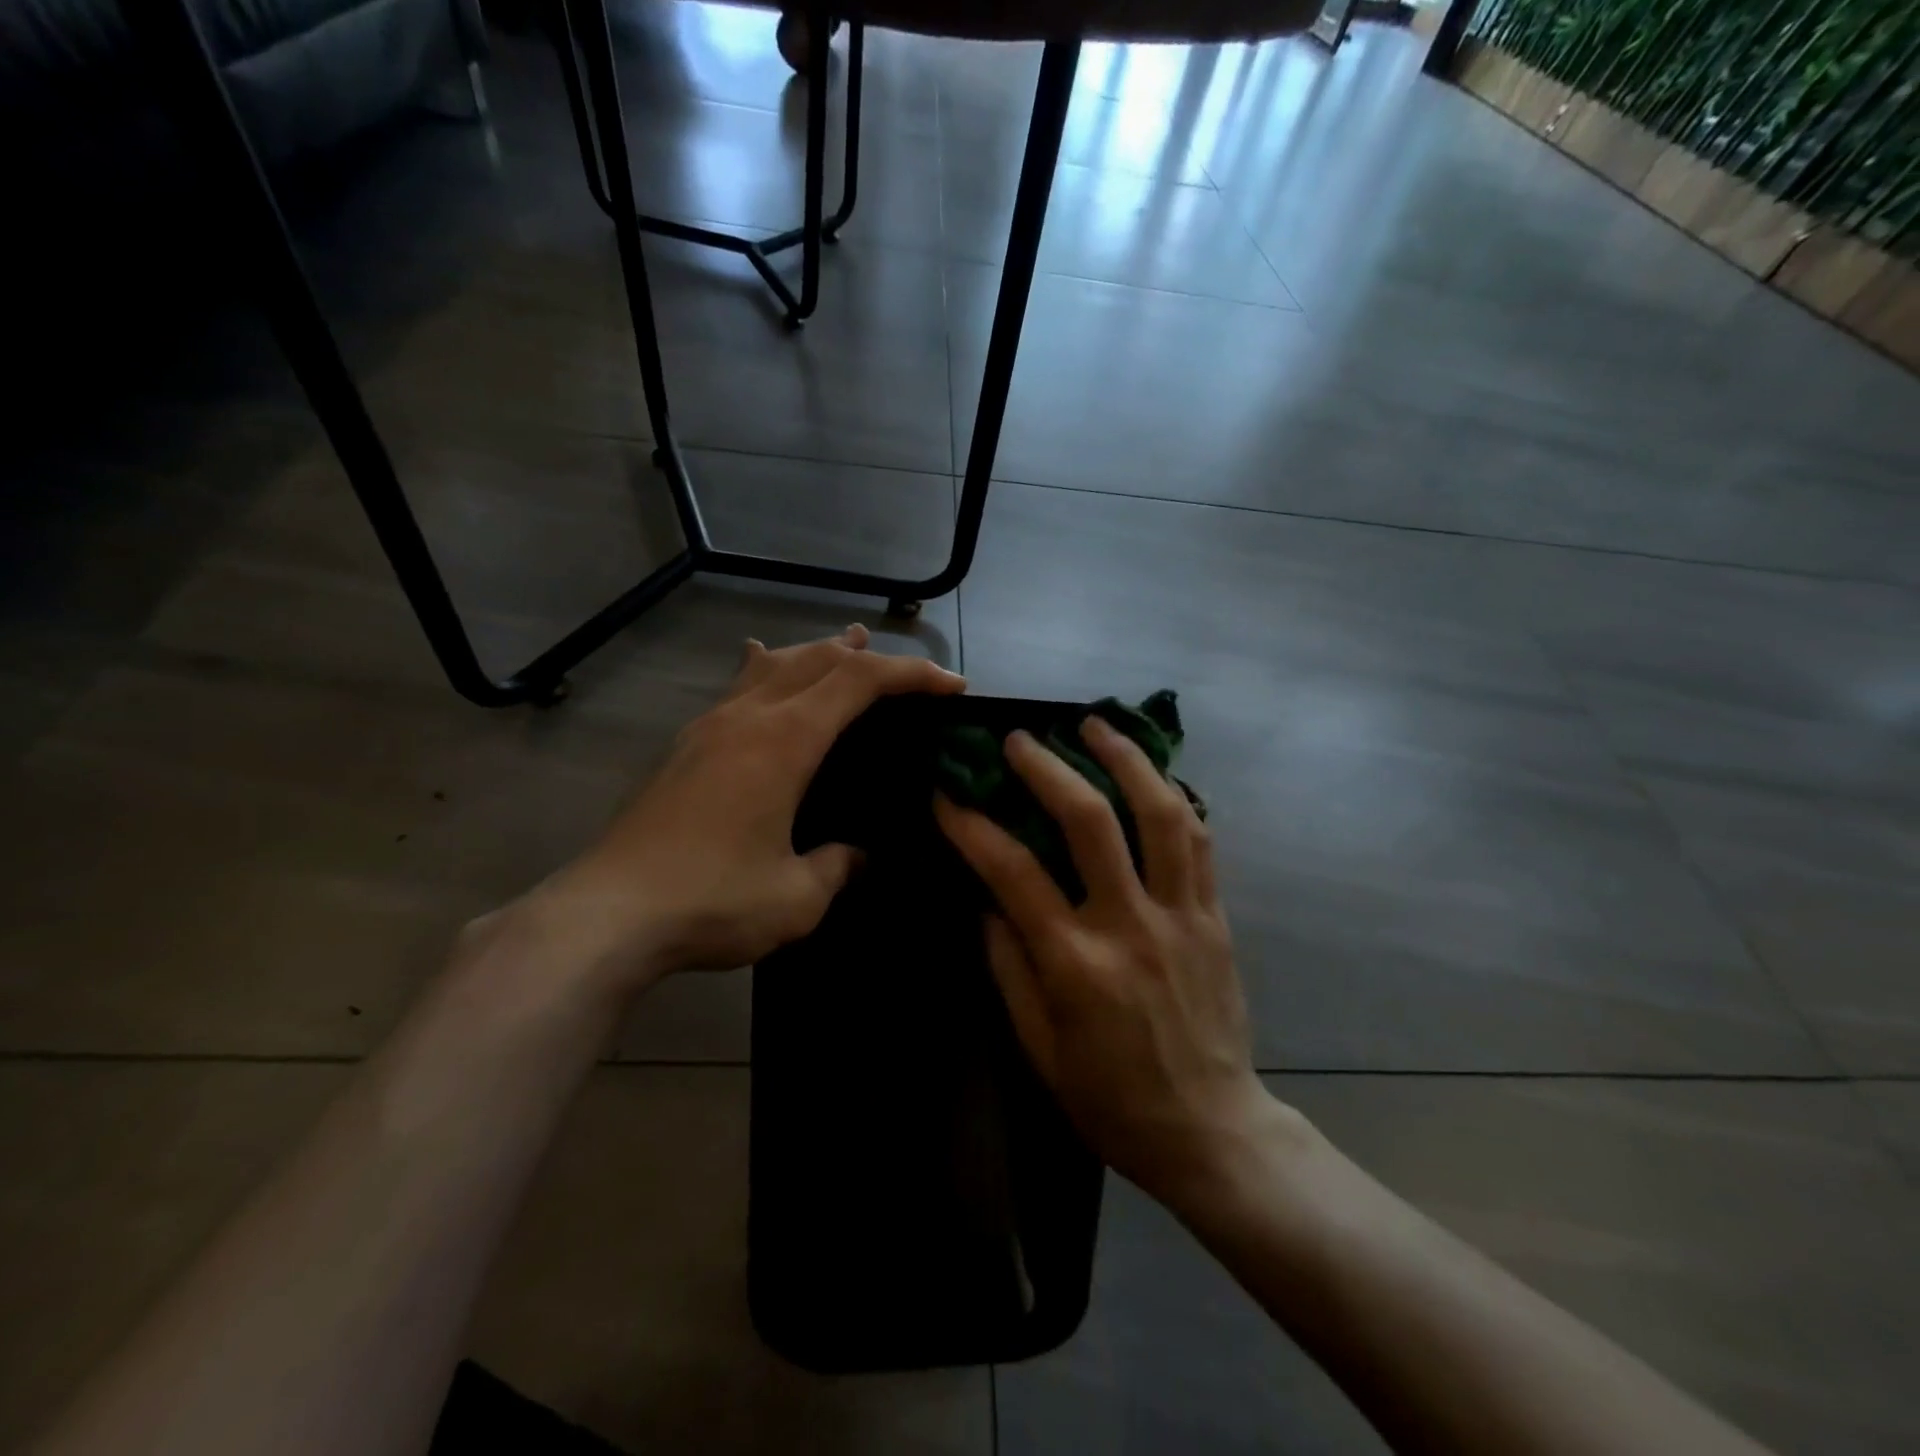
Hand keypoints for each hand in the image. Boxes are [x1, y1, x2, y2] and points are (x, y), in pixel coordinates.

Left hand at [539, 626, 963, 991]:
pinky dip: (770, 670)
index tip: (950, 685)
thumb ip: (838, 867)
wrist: (606, 915)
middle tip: (909, 672)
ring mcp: (710, 727)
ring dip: (819, 652)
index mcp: (785, 741)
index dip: (911, 674)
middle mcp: (748, 717)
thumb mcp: (796, 897)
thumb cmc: (711, 901)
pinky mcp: (685, 747)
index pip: (859, 681)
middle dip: (870, 657)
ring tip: (846, 643)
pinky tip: (763, 668)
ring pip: (774, 664)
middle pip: (818, 659)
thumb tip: (856, 856)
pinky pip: (738, 686)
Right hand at [935, 718, 1279, 1208]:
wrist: (1212, 1132)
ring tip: (1098, 724)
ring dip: (1127, 760)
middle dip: (1049, 769)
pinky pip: (1200, 842)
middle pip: (1091, 822)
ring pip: (1161, 815)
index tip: (945, 793)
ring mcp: (1181, 916)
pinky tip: (1154, 774)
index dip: (971, 825)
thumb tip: (988, 901)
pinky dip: (1176, 798)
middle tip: (1020, 739)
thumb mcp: (1038, 1048)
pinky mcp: (1215, 918)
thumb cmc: (1111, 1100)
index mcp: (1075, 964)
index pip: (1013, 872)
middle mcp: (1131, 926)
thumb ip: (1009, 967)